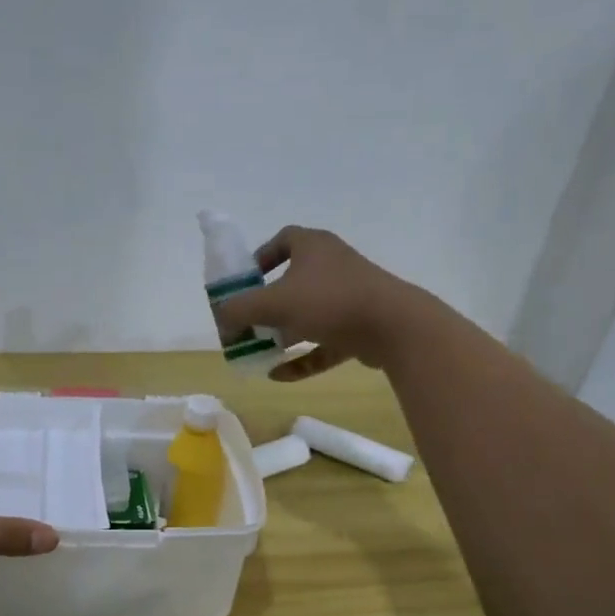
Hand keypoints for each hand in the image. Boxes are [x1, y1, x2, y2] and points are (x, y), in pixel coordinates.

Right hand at [211, 226, 425, 381]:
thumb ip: (238, 310)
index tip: (245, 280)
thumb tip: (221, 321)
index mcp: (313, 247)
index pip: (283, 240)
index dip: (261, 257)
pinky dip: (302, 358)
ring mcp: (349, 298)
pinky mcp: (359, 328)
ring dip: (282, 334)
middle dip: (266, 305)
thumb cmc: (329, 302)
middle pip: (292, 282)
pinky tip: (278, 375)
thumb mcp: (273, 303)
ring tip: (258, 353)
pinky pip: (323, 343)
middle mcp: (332, 266)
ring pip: (308, 315)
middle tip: (246, 324)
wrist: (393, 326)